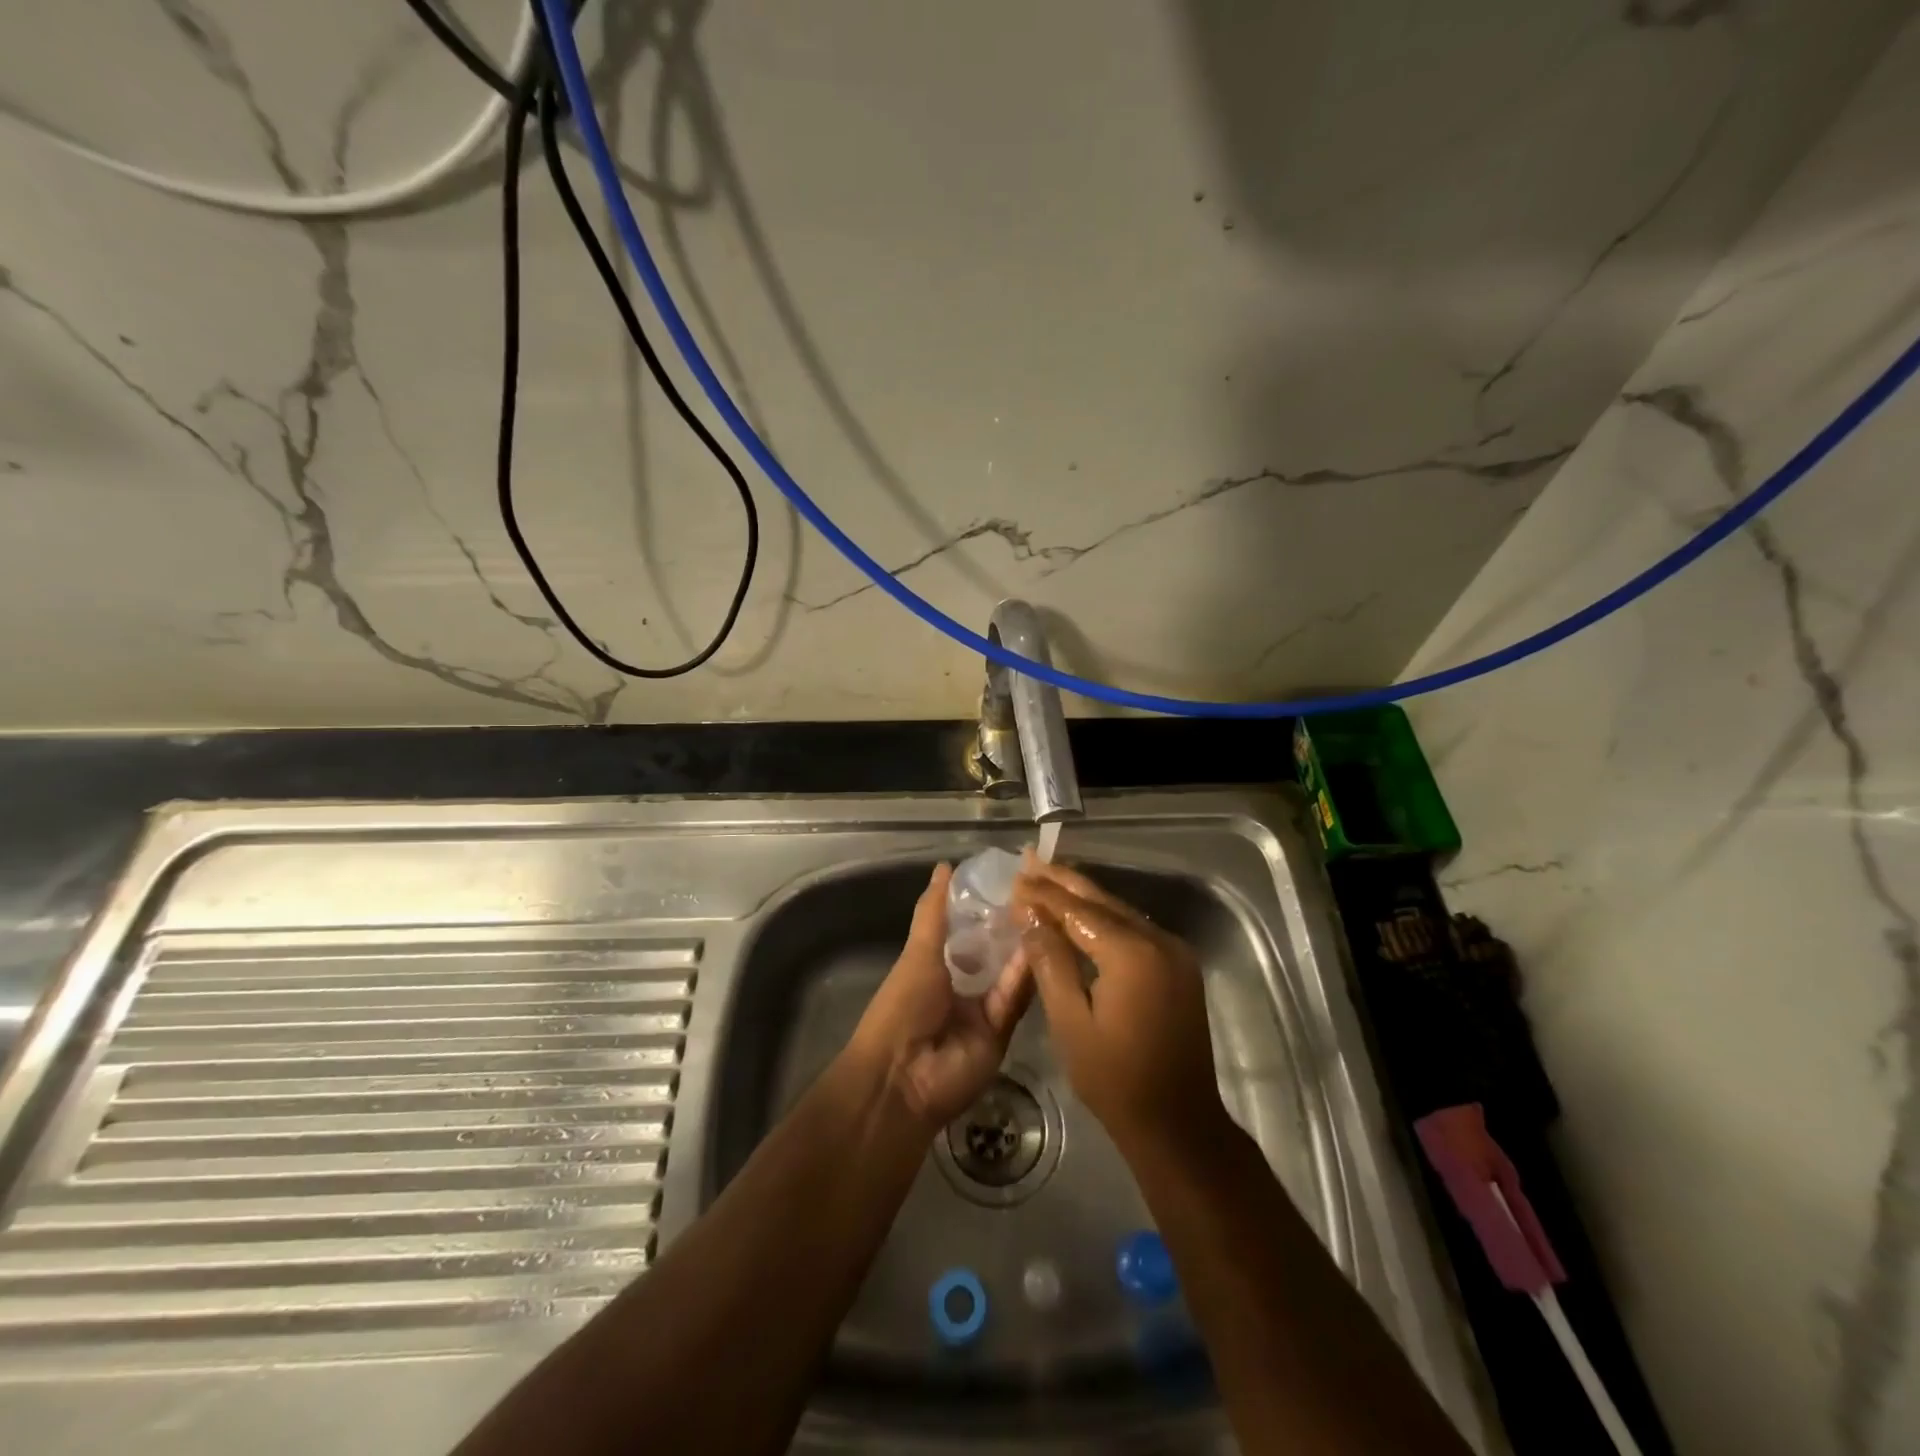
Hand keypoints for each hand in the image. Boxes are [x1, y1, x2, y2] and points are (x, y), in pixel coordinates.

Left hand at [849, 863, 1033, 1128]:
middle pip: (994, 950)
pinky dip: (1025, 975)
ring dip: (1024, 945)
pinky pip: (1016, 999)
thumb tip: (945, 866)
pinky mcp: (1002, 1032)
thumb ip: (934, 912)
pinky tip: (1040, 945)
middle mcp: (963, 984)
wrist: (902, 1079)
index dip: (988, 905)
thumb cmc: (902, 1006)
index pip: (969, 929)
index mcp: (938, 965)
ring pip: (1010, 972)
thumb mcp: (919, 952)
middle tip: (1041, 892)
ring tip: (1046, 911)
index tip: (1014, 878)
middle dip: (1013, 925)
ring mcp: (983, 1009)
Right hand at [1012, 856, 1223, 1157]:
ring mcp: (1174, 953)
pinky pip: (1135, 930)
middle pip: (1102, 901)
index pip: (1078, 909)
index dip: (1044, 894)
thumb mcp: (1070, 1022)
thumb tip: (1029, 916)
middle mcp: (1159, 941)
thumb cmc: (1115, 1079)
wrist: (1179, 1124)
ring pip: (1120, 912)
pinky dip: (1104, 918)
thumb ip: (1050, 961)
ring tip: (1048, 877)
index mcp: (1132, 954)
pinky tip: (1081, 913)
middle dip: (1063, 881)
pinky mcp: (1179, 967)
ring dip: (1083, 897)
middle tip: (1030, 860)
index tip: (1014, 879)